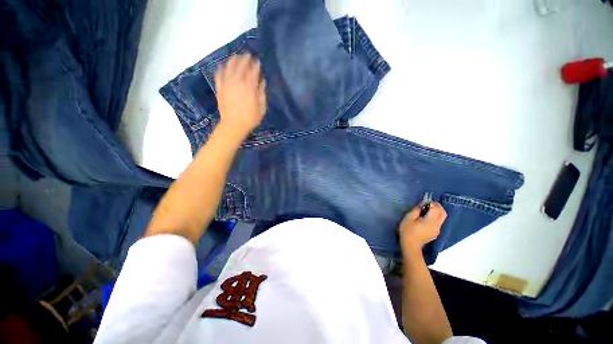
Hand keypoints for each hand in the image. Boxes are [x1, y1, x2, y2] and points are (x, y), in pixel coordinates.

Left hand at [215, 54, 266, 137]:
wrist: (233, 125)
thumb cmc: (250, 119)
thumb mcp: (261, 109)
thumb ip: (262, 94)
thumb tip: (262, 82)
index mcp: (250, 88)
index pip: (253, 72)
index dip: (256, 65)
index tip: (258, 61)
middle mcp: (238, 83)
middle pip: (241, 67)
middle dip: (245, 60)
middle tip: (248, 55)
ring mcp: (227, 84)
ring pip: (229, 68)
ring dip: (233, 61)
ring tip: (236, 56)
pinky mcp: (220, 88)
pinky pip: (219, 75)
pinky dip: (221, 69)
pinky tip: (222, 65)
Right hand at [398, 202, 446, 254]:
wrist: (410, 246)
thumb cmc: (407, 231)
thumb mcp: (408, 218)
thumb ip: (416, 210)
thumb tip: (422, 204)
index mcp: (431, 221)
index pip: (437, 209)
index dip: (432, 203)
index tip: (425, 201)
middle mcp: (437, 225)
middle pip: (443, 213)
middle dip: (438, 206)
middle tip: (429, 203)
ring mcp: (437, 230)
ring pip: (442, 218)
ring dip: (437, 211)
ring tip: (426, 210)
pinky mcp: (435, 233)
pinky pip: (438, 222)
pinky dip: (435, 217)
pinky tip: (426, 217)